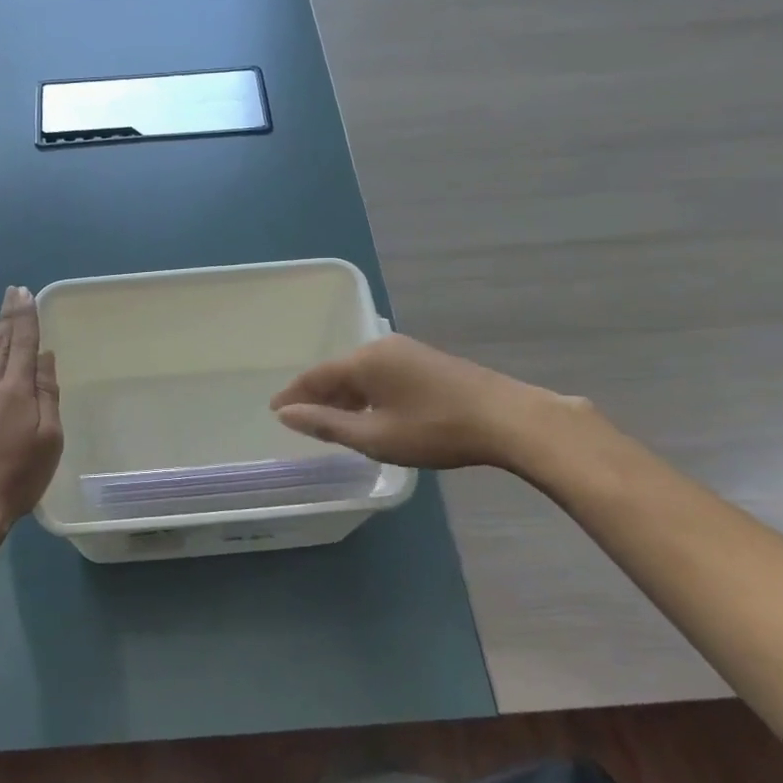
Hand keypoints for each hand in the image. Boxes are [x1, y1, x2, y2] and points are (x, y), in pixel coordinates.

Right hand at [269, 334, 577, 471]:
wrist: (509, 420)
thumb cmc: (436, 430)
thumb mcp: (375, 436)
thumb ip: (327, 424)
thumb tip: (286, 414)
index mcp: (366, 359)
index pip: (316, 375)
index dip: (293, 394)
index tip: (273, 410)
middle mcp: (383, 347)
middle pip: (339, 371)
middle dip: (319, 396)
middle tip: (300, 421)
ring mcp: (408, 352)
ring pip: (362, 374)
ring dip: (344, 397)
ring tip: (331, 422)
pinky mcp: (428, 363)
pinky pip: (382, 375)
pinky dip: (367, 395)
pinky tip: (369, 414)